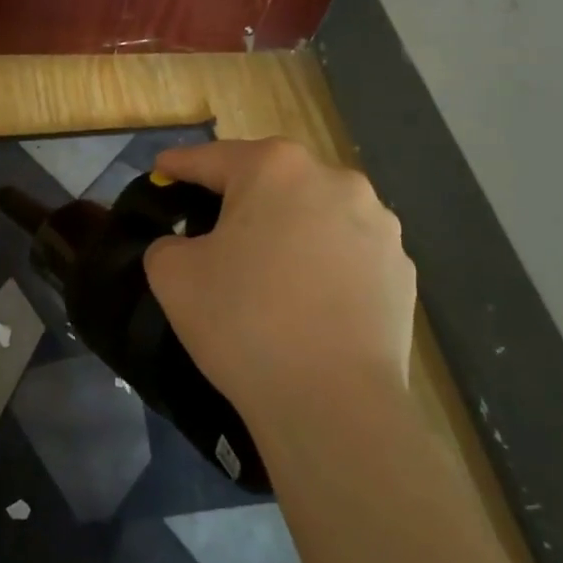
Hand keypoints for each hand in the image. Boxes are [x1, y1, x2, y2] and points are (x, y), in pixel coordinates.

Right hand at [143, 138, 415, 428]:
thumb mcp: (173, 276)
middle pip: (271, 180)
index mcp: (275, 168)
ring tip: (266, 268)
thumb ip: (167, 243)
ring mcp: (379, 225)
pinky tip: (306, 299)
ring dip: (287, 228)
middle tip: (210, 225)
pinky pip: (346, 252)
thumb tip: (186, 246)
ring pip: (314, 214)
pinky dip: (321, 263)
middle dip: (239, 196)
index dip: (180, 165)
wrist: (332, 403)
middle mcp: (334, 181)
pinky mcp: (401, 269)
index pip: (212, 159)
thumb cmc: (243, 322)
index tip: (161, 169)